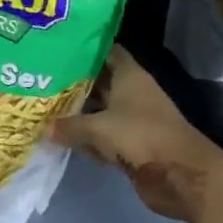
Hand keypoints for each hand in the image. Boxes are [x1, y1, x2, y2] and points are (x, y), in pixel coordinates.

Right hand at [50, 45, 222, 222]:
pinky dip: (88, 138)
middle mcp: (131, 92)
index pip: (105, 51)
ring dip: (79, 112)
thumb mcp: (98, 128)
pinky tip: (63, 138)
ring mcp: (133, 120)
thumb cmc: (140, 136)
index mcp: (129, 75)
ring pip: (100, 110)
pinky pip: (103, 136)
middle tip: (42, 79)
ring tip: (45, 107)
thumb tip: (44, 127)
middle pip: (99, 81)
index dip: (84, 48)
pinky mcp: (132, 145)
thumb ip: (69, 126)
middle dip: (74, 82)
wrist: (180, 175)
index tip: (58, 47)